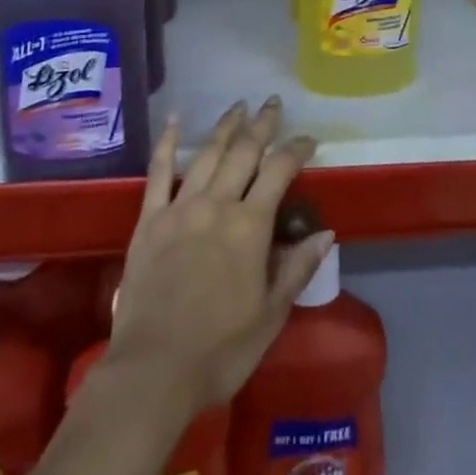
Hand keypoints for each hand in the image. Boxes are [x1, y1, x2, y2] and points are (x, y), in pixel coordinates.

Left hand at [108, 99, 332, 416]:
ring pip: (207, 153)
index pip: (279, 172)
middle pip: (244, 152)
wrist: (153, 371)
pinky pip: (158, 171)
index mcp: (250, 226)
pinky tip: (173, 118)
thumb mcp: (270, 316)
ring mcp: (180, 207)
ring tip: (238, 106)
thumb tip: (326, 232)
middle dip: (262, 125)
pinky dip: (166, 141)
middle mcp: (217, 204)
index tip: (308, 138)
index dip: (296, 150)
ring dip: (225, 127)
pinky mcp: (150, 218)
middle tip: (272, 103)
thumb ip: (297, 268)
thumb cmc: (220, 351)